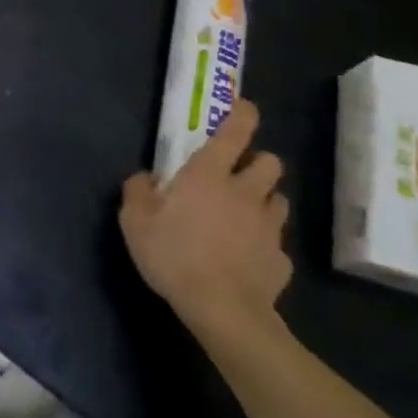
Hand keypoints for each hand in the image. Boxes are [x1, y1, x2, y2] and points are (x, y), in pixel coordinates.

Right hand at [120, 100, 290, 342]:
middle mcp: (245, 193)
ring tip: (245, 216)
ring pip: (278, 200)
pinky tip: (247, 261)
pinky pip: (276, 245)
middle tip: (239, 175)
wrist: (223, 311)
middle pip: (270, 163)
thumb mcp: (135, 221)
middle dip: (259, 162)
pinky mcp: (282, 262)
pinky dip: (264, 246)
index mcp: (209, 174)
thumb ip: (138, 191)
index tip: (245, 107)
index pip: (235, 132)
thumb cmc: (174, 255)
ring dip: (264, 201)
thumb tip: (147, 177)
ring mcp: (268, 228)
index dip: (243, 115)